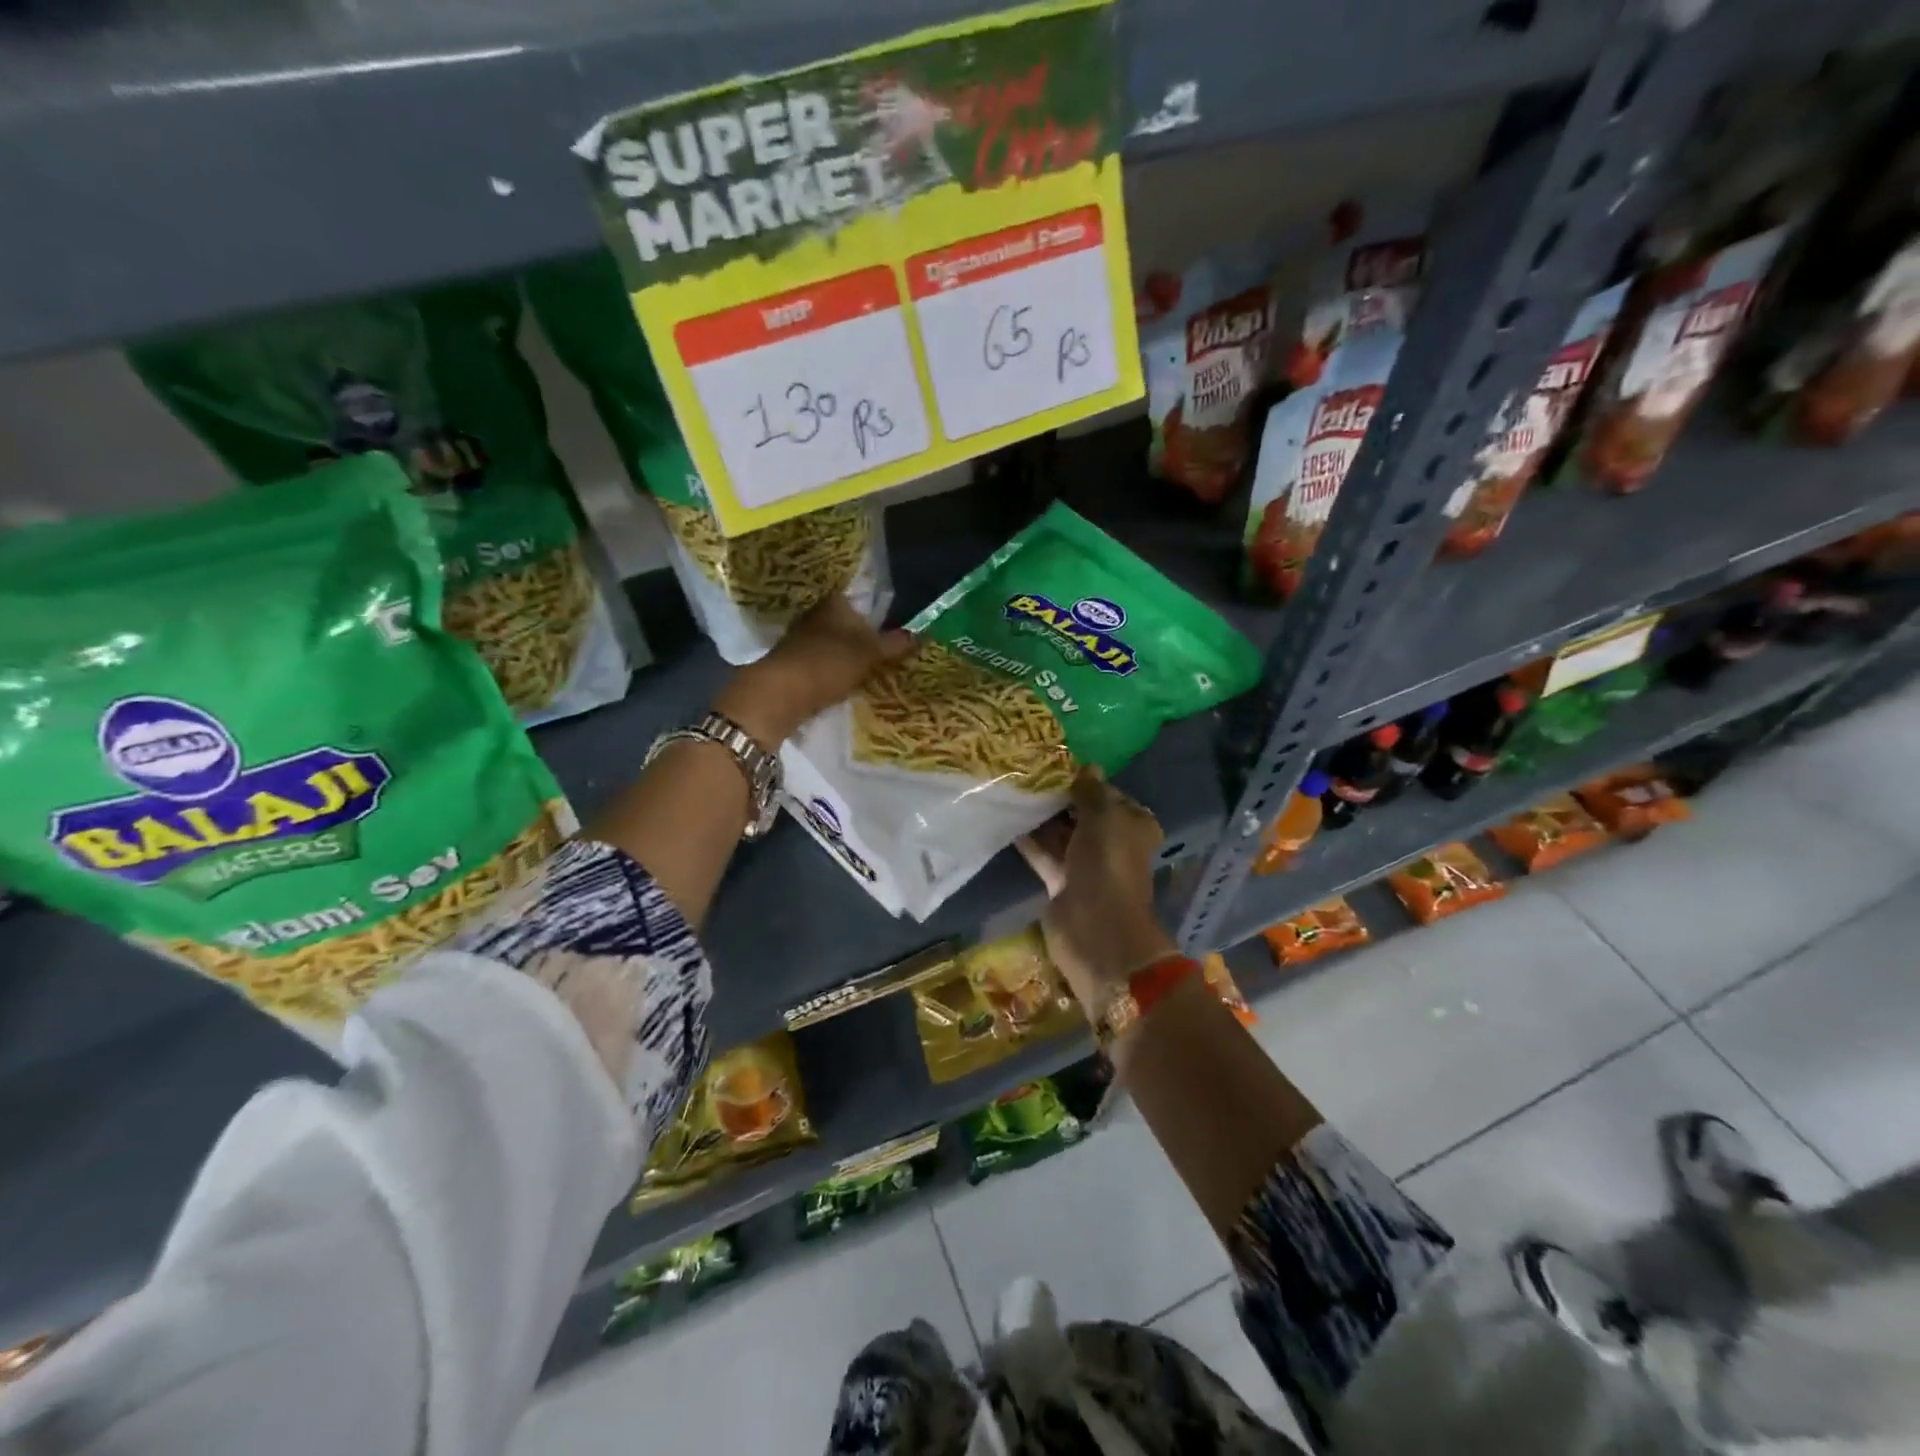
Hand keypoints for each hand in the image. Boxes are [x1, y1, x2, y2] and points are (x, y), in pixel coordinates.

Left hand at [713, 594, 913, 750]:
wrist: (781, 693)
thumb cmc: (830, 663)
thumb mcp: (871, 653)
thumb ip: (896, 643)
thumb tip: (922, 632)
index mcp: (835, 602)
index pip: (862, 598)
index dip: (879, 613)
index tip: (894, 628)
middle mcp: (816, 613)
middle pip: (847, 621)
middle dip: (864, 635)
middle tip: (888, 651)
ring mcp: (801, 637)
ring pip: (834, 641)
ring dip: (848, 654)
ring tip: (871, 669)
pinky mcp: (792, 661)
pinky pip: (822, 660)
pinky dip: (834, 668)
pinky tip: (846, 681)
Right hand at [1017, 767, 1178, 1008]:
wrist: (1096, 928)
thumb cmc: (1107, 864)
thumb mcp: (1102, 817)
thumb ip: (1091, 791)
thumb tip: (1088, 766)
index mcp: (1133, 825)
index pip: (1108, 794)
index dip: (1085, 781)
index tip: (1054, 764)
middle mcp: (1112, 843)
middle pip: (1082, 814)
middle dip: (1059, 798)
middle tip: (1027, 775)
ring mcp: (1086, 865)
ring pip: (1061, 834)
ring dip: (1041, 818)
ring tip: (1013, 791)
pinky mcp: (1062, 883)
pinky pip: (1044, 855)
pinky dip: (1030, 841)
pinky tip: (1008, 820)